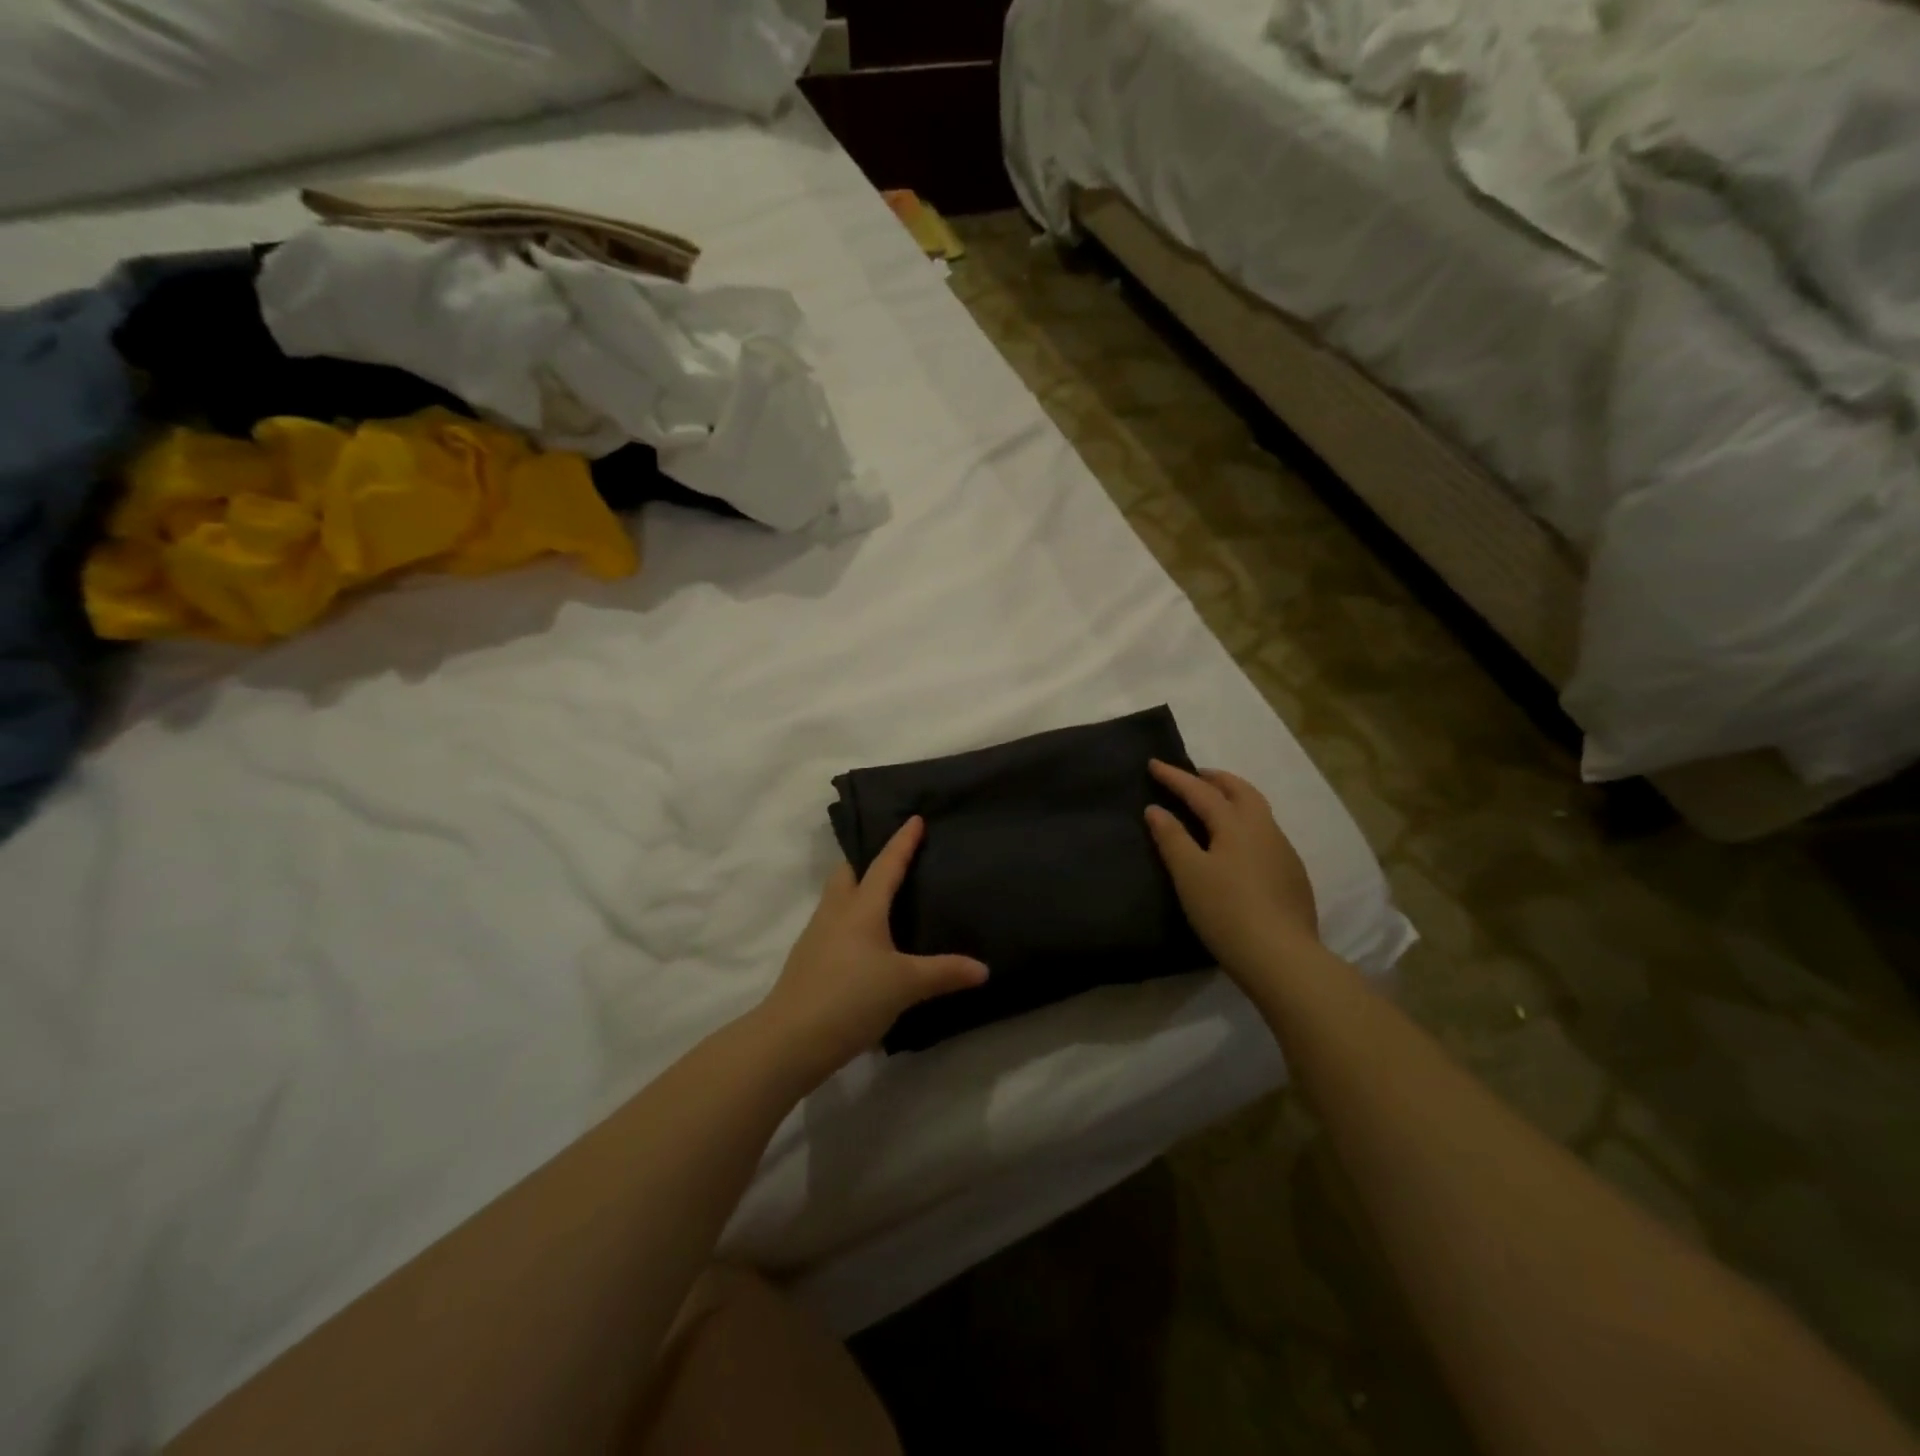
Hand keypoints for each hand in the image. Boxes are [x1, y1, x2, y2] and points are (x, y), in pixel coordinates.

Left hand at [756, 817, 988, 1082]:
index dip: (902, 842)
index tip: (915, 818)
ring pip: (837, 899)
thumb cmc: (851, 998)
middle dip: (867, 860)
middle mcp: (835, 913)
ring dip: (856, 890)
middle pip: (848, 873)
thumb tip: (983, 969)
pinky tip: (866, 942)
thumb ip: (944, 972)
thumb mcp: (905, 985)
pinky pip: (832, 925)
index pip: (885, 864)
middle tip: (892, 859)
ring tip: (883, 899)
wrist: (789, 1040)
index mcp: (861, 908)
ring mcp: (817, 936)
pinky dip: (850, 920)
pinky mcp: (808, 961)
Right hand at [1145, 760, 1320, 979]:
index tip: (1154, 763)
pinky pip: (1266, 834)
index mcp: (1236, 824)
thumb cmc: (1226, 910)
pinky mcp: (1293, 875)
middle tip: (1193, 776)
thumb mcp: (1189, 874)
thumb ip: (1171, 838)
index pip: (1201, 791)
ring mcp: (1283, 851)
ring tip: (1214, 805)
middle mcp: (1264, 829)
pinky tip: (1238, 846)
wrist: (1281, 956)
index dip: (1175, 777)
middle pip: (1240, 791)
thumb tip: (1156, 809)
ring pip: (1258, 811)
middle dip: (1215, 779)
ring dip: (1234, 799)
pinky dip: (1246, 824)